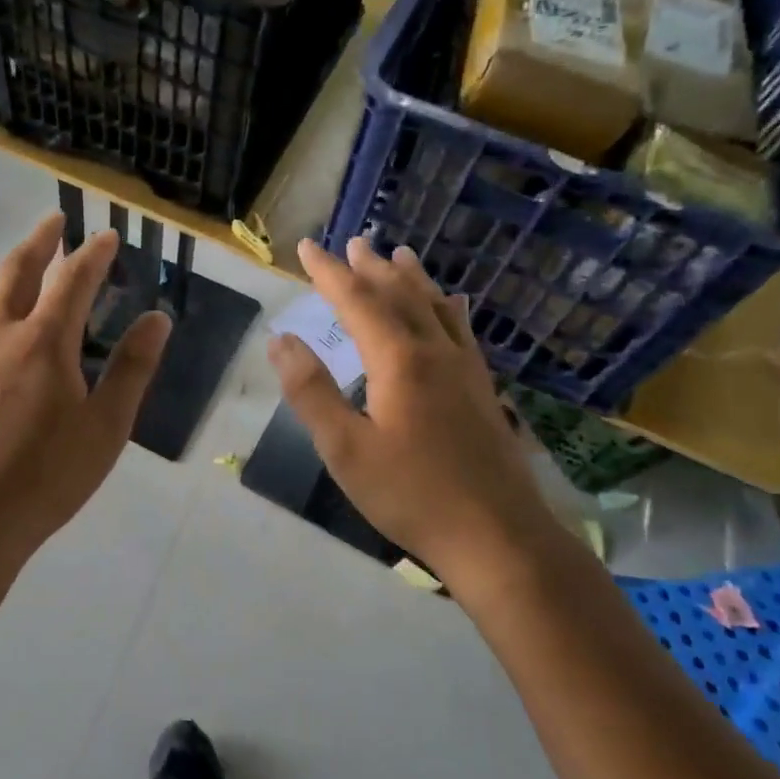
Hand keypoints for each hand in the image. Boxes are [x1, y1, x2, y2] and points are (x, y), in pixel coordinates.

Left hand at [0, 214, 170, 592]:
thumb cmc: (43, 480)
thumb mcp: (105, 429)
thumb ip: (132, 370)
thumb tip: (157, 319)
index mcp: (46, 342)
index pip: (75, 280)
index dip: (94, 254)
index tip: (107, 235)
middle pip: (19, 272)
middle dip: (40, 241)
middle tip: (53, 219)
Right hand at [267, 237, 552, 587]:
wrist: (498, 536)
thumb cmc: (411, 494)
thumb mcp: (345, 448)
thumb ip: (311, 391)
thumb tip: (282, 340)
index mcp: (397, 360)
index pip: (355, 300)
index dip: (328, 272)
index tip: (306, 246)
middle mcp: (434, 351)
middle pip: (398, 295)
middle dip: (369, 268)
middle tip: (352, 242)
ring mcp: (465, 368)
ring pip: (434, 307)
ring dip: (411, 279)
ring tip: (398, 255)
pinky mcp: (482, 389)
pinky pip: (462, 331)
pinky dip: (448, 308)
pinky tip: (453, 304)